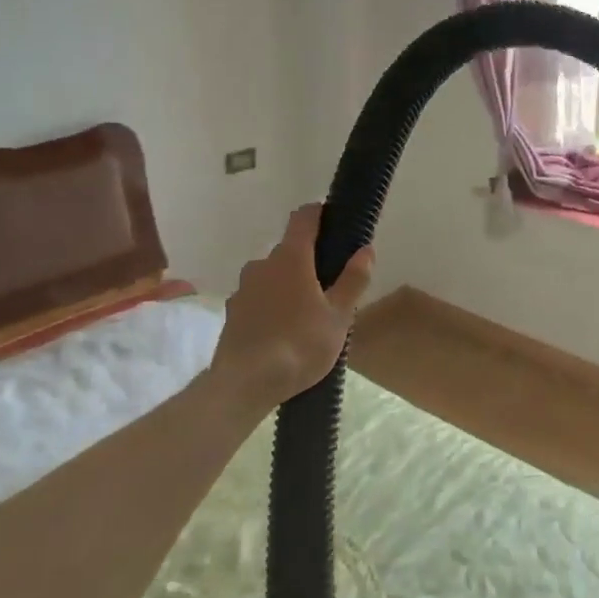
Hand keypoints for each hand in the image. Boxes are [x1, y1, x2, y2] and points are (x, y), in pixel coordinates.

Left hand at [217, 204, 373, 409]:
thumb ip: (353, 280)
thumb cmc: (300, 344)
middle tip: (329, 283)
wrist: (245, 384)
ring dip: (288, 283)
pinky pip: (257, 298)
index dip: (320, 213)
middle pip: (289, 249)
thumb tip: (366, 249)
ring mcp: (243, 288)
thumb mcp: (339, 316)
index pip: (304, 217)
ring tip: (306, 312)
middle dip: (308, 259)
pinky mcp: (232, 313)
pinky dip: (271, 304)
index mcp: (292, 257)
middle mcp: (263, 264)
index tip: (335, 221)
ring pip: (271, 275)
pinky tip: (282, 330)